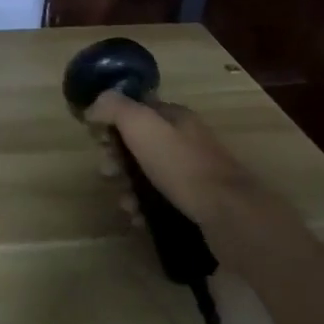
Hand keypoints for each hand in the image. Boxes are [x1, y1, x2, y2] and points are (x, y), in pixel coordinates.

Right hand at [84, 92, 296, 250]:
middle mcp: (186, 141)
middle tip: (108, 173)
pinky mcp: (199, 204)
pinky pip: (162, 201)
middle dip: (118, 159)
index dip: (113, 122)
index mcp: (176, 117)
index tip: (98, 140)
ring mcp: (195, 174)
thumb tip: (94, 105)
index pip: (137, 110)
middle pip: (140, 144)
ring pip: (149, 175)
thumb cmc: (181, 165)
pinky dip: (145, 208)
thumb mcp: (141, 125)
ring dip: (128, 187)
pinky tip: (139, 219)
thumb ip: (114, 108)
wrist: (229, 215)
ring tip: (124, 203)